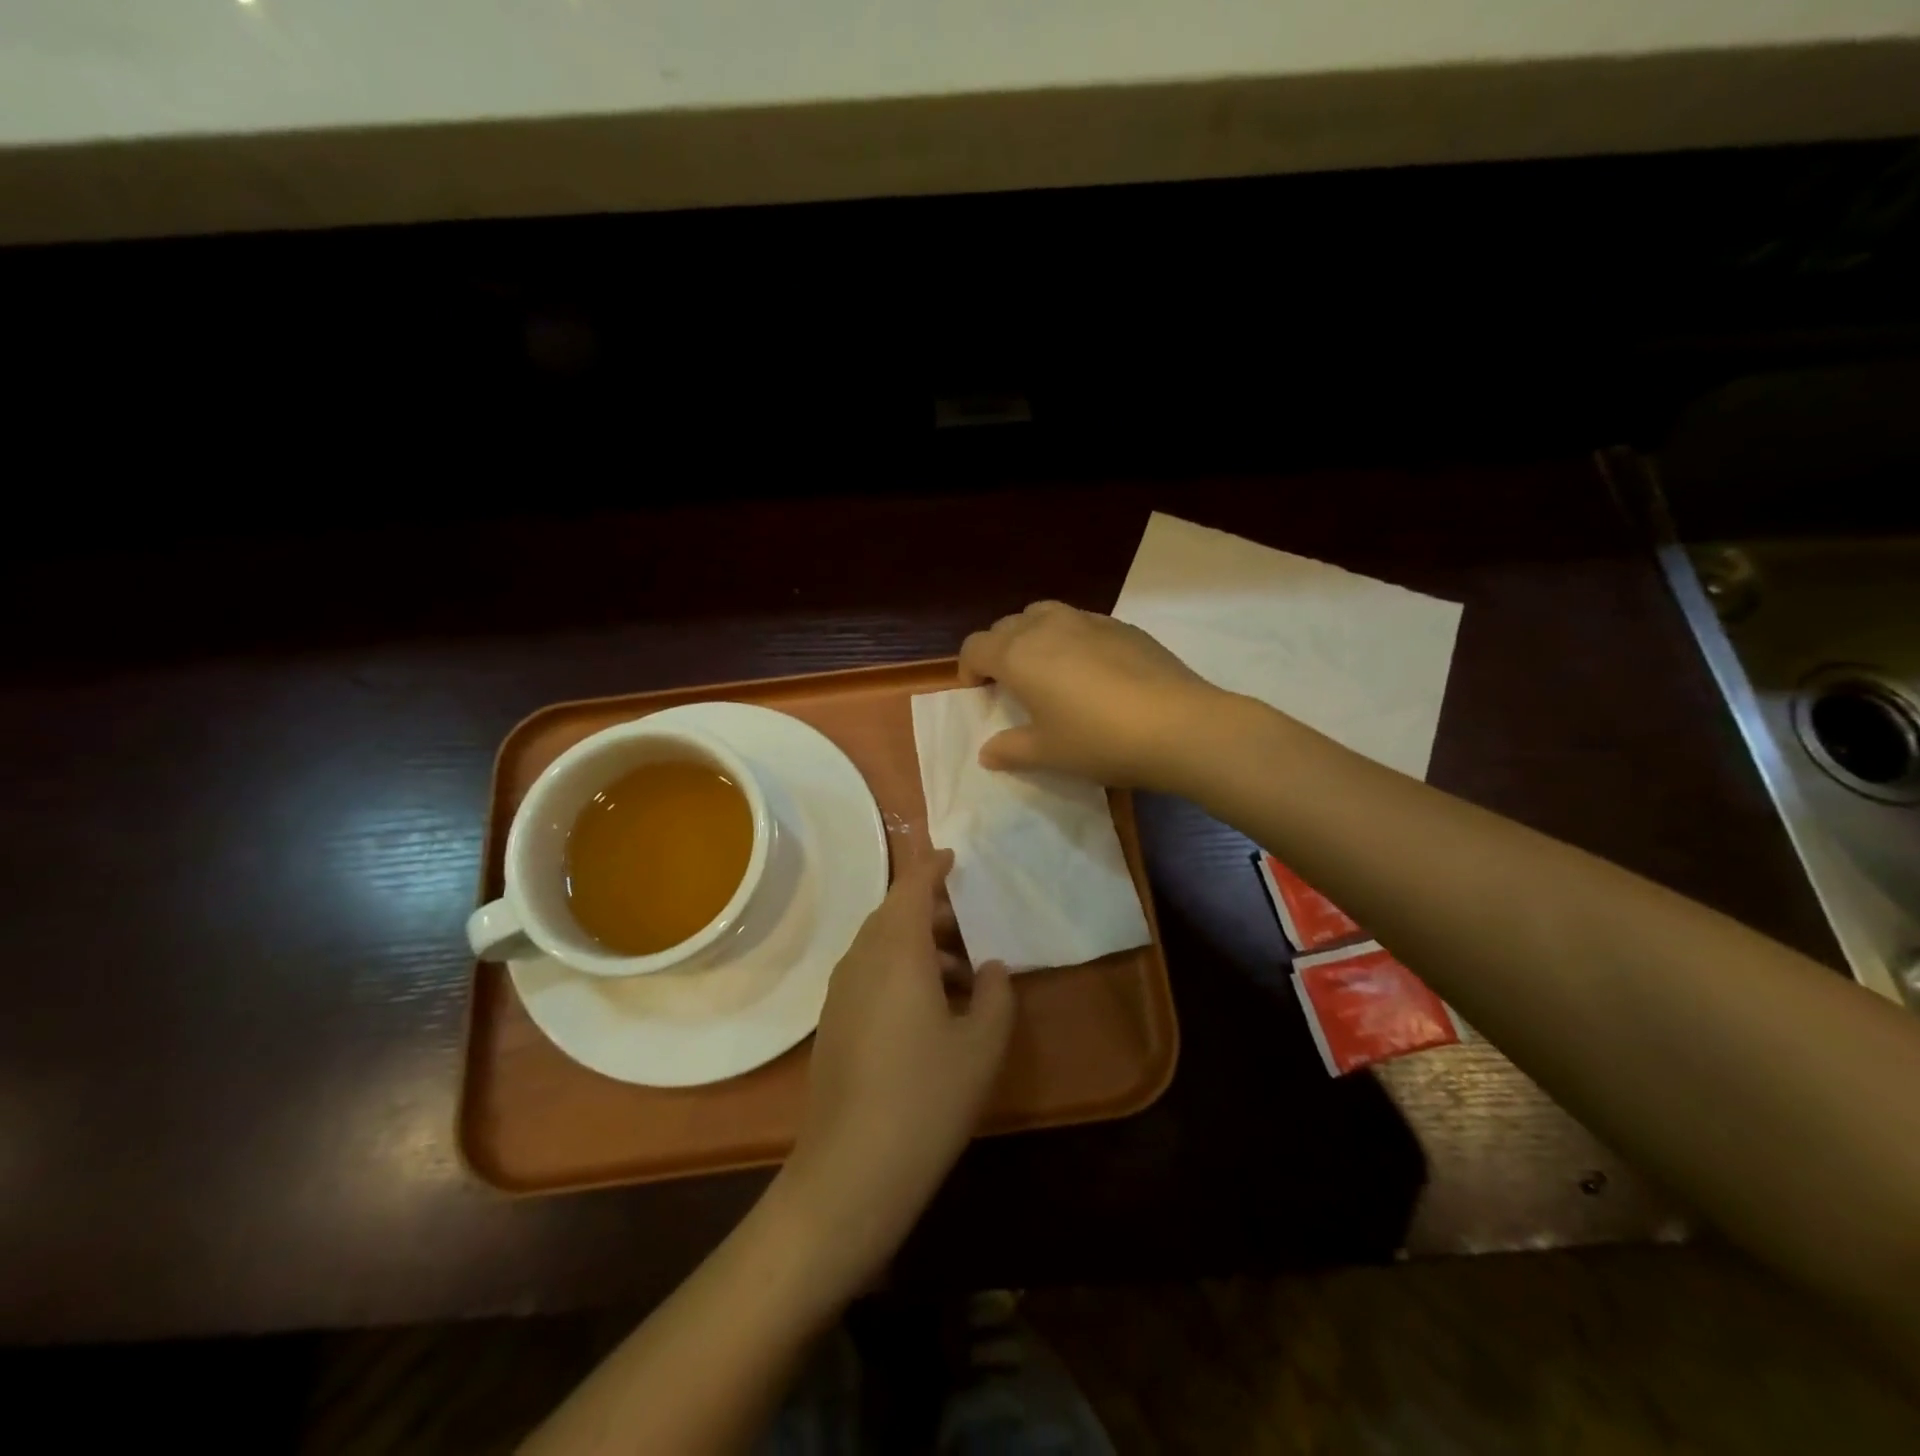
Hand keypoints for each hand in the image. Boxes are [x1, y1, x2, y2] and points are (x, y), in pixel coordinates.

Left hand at [785, 851, 1012, 1283]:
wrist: (851, 1171)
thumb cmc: (926, 1097)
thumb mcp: (981, 1045)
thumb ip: (995, 995)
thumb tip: (990, 968)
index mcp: (896, 951)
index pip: (912, 887)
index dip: (933, 867)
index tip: (954, 857)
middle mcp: (861, 960)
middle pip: (894, 913)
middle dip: (931, 910)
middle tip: (970, 925)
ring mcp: (840, 992)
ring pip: (880, 945)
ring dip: (917, 945)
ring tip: (960, 974)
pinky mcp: (833, 1023)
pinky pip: (869, 973)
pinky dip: (899, 969)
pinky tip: (929, 1009)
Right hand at [959, 601, 1224, 788]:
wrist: (1177, 725)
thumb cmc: (1098, 740)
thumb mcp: (1048, 753)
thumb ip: (1011, 749)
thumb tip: (988, 752)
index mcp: (1018, 654)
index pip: (975, 646)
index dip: (969, 668)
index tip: (979, 692)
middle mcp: (1047, 626)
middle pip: (1007, 626)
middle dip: (999, 650)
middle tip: (1010, 683)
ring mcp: (1088, 621)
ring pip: (1045, 615)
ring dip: (1034, 636)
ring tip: (1048, 668)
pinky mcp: (1123, 626)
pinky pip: (1082, 623)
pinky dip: (1072, 638)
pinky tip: (1093, 671)